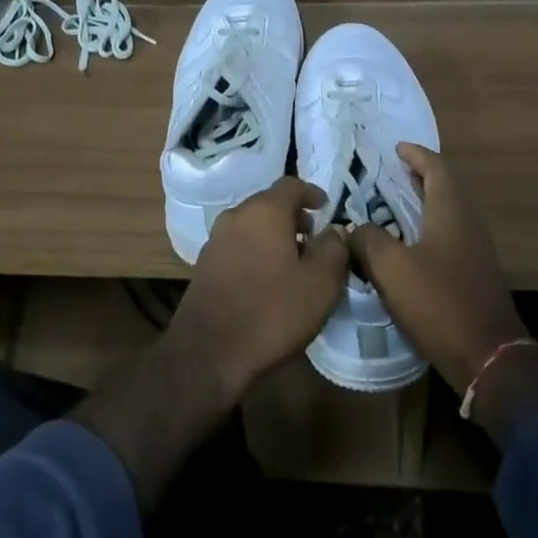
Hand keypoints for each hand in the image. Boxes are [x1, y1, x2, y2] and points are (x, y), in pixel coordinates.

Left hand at [163, 176, 349, 404]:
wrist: (208, 353)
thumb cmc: (272, 312)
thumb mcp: (320, 284)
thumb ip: (334, 250)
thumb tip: (333, 232)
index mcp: (264, 211)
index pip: (291, 185)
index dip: (312, 193)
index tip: (326, 208)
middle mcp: (236, 216)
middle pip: (269, 204)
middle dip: (293, 216)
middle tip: (314, 238)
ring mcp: (215, 240)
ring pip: (252, 226)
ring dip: (274, 235)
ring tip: (295, 262)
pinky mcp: (204, 265)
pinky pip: (238, 246)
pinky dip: (257, 251)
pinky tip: (269, 280)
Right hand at [346, 144, 529, 394]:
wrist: (487, 357)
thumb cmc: (438, 302)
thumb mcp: (391, 268)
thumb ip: (368, 240)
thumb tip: (352, 228)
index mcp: (451, 212)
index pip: (436, 168)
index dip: (416, 155)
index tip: (396, 148)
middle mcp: (468, 224)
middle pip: (445, 188)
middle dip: (419, 177)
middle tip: (390, 175)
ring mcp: (476, 251)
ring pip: (447, 214)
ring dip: (423, 204)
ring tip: (392, 207)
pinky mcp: (474, 275)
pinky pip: (448, 237)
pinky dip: (427, 229)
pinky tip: (407, 246)